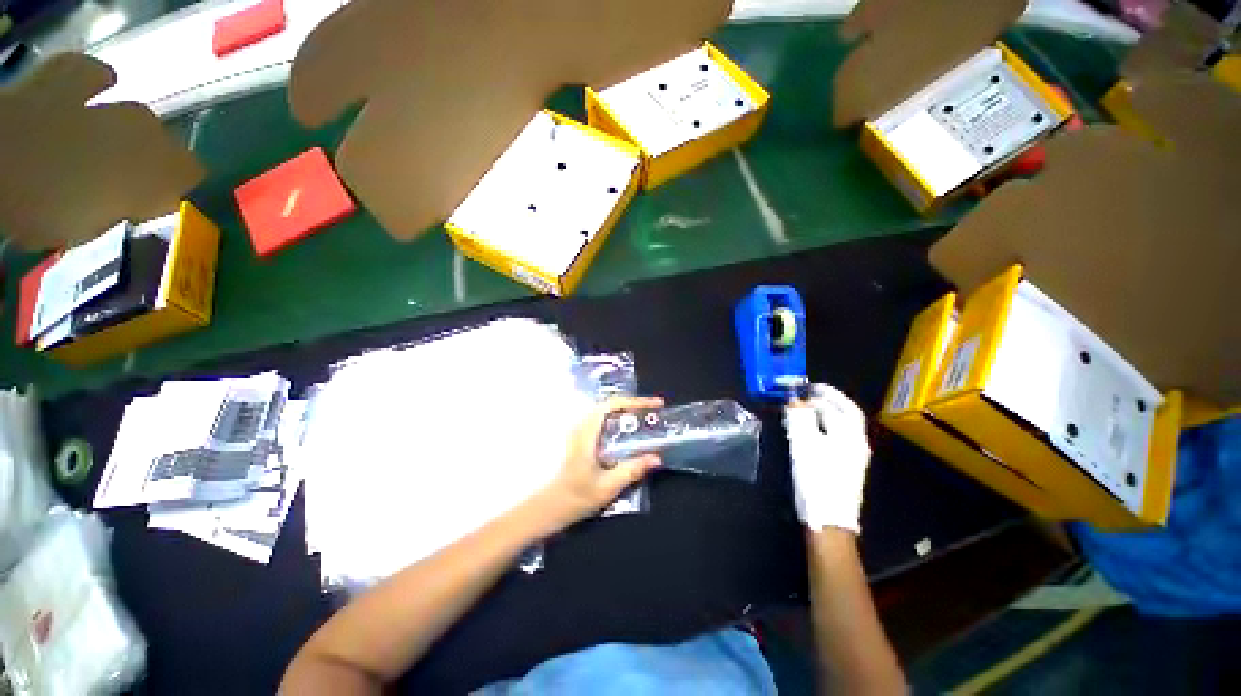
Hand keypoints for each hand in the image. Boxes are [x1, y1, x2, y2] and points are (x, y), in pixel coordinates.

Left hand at [540, 396, 663, 528]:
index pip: (611, 405)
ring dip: (627, 411)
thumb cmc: (579, 497)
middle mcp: (582, 427)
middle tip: (654, 411)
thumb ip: (633, 470)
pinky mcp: (583, 437)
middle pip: (610, 404)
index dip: (634, 401)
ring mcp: (581, 431)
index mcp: (587, 434)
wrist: (554, 506)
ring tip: (647, 418)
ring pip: (607, 411)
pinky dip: (620, 419)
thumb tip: (657, 457)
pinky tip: (632, 431)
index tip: (655, 405)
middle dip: (634, 404)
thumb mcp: (609, 486)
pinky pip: (604, 420)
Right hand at [783, 383, 871, 533]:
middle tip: (809, 393)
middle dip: (829, 400)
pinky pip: (837, 437)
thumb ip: (799, 419)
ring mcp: (853, 456)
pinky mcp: (845, 467)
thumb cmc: (817, 479)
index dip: (821, 394)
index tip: (804, 387)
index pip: (839, 406)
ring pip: (842, 426)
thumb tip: (794, 400)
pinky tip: (811, 429)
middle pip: (847, 414)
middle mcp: (856, 443)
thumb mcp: (804, 445)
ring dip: (826, 412)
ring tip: (807, 408)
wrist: (829, 520)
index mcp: (850, 436)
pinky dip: (825, 426)